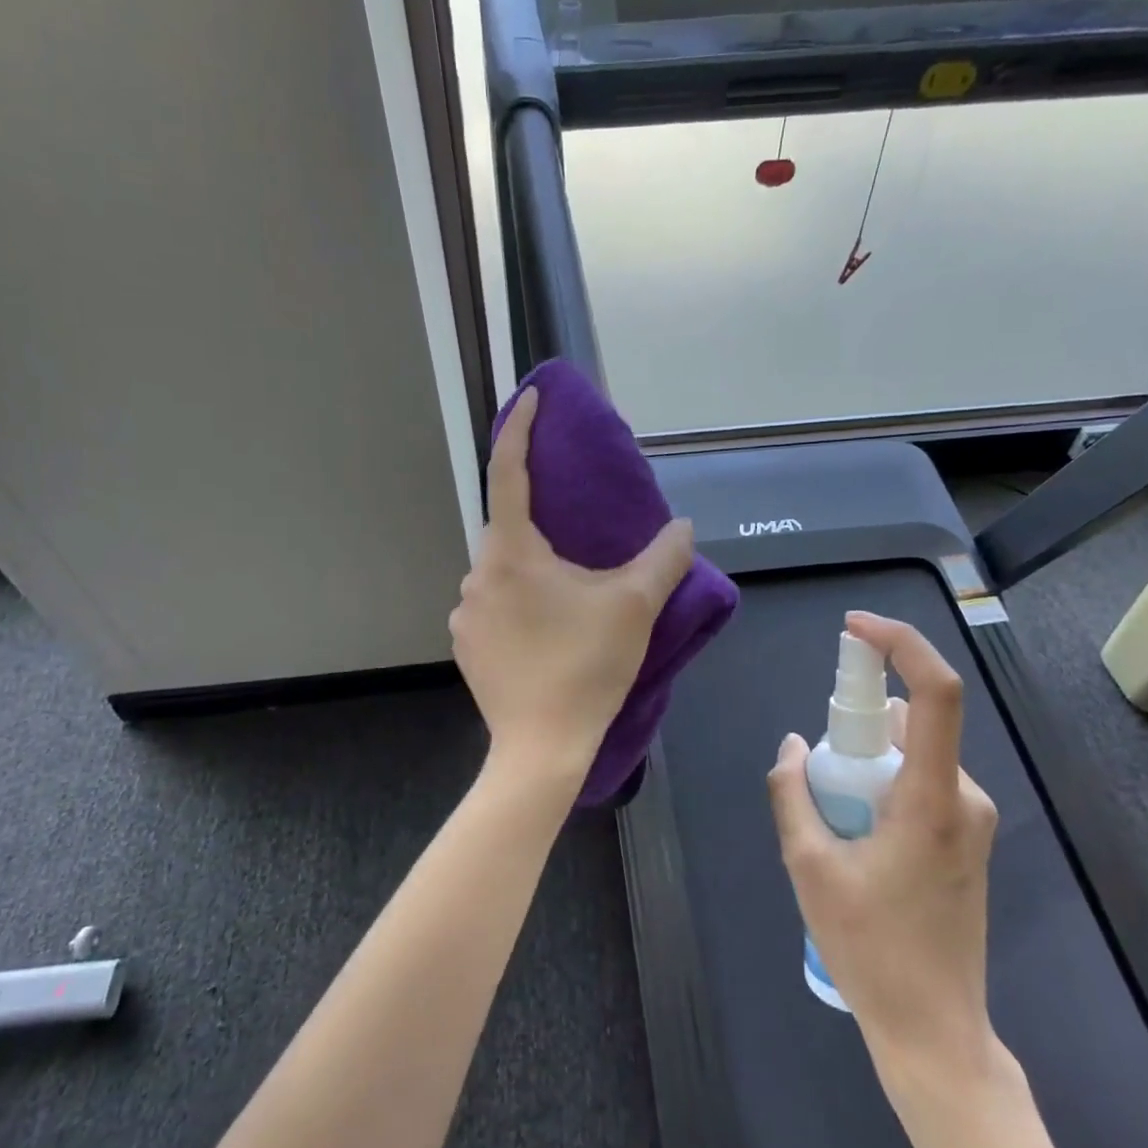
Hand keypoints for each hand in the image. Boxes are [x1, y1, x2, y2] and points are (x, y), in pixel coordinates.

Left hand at [451, 387, 695, 778]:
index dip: (519, 430)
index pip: (507, 472)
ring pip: (501, 571)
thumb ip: (663, 557)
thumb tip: (682, 525)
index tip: (532, 399)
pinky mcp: (465, 645)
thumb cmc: (586, 667)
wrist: (542, 748)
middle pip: (508, 528)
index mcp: (512, 553)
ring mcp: (465, 613)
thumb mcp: (635, 606)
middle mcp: (477, 575)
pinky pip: (492, 605)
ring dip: (532, 568)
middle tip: (579, 535)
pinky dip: (518, 601)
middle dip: (541, 522)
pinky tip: (547, 628)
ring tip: (570, 592)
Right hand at [766, 612, 1000, 1094]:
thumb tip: (794, 746)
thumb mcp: (809, 867)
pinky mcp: (967, 837)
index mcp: (932, 798)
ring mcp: (971, 819)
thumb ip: (794, 793)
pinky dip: (881, 783)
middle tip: (817, 773)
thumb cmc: (870, 949)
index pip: (935, 693)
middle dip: (856, 726)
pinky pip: (919, 780)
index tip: (854, 629)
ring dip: (865, 761)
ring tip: (831, 819)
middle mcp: (964, 797)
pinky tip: (854, 835)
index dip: (900, 644)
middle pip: (910, 723)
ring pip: (911, 754)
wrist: (935, 1031)